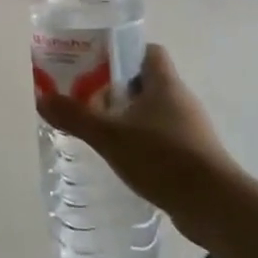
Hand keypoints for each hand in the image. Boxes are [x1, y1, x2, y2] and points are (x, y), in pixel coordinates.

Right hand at [35, 44, 237, 213]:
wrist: (214, 205)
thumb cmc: (163, 158)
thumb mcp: (110, 135)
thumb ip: (75, 116)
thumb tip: (42, 98)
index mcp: (165, 83)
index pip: (148, 51)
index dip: (123, 52)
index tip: (96, 63)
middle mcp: (181, 100)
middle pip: (147, 81)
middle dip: (117, 88)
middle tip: (87, 97)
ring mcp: (190, 129)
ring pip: (153, 112)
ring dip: (128, 117)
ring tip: (99, 129)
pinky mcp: (193, 156)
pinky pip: (162, 138)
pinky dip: (142, 142)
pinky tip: (122, 157)